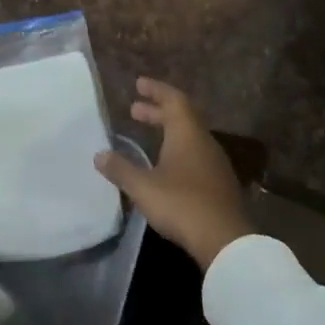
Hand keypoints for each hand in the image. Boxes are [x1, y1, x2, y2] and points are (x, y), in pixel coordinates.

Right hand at [94, 78, 249, 270]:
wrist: (224, 239)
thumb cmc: (181, 204)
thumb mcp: (143, 187)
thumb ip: (121, 169)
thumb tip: (99, 155)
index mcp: (187, 134)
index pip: (173, 100)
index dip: (156, 90)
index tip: (139, 84)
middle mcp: (203, 142)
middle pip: (182, 117)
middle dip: (157, 111)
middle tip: (134, 110)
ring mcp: (215, 163)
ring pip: (189, 136)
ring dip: (167, 131)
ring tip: (146, 136)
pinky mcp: (218, 183)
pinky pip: (195, 155)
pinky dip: (176, 150)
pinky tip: (164, 165)